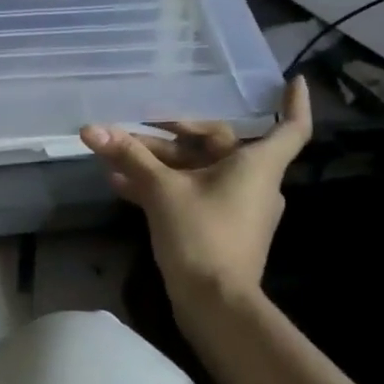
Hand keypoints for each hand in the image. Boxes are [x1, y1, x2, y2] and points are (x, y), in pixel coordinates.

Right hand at [80, 77, 312, 308]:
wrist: (215, 304)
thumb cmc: (202, 235)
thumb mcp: (161, 189)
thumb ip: (129, 155)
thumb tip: (91, 129)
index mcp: (256, 165)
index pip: (290, 127)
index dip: (292, 102)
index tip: (290, 79)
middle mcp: (253, 181)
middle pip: (217, 144)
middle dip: (172, 134)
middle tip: (135, 127)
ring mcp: (237, 206)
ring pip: (198, 169)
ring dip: (159, 161)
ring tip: (116, 157)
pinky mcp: (219, 226)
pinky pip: (191, 192)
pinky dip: (163, 185)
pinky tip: (121, 184)